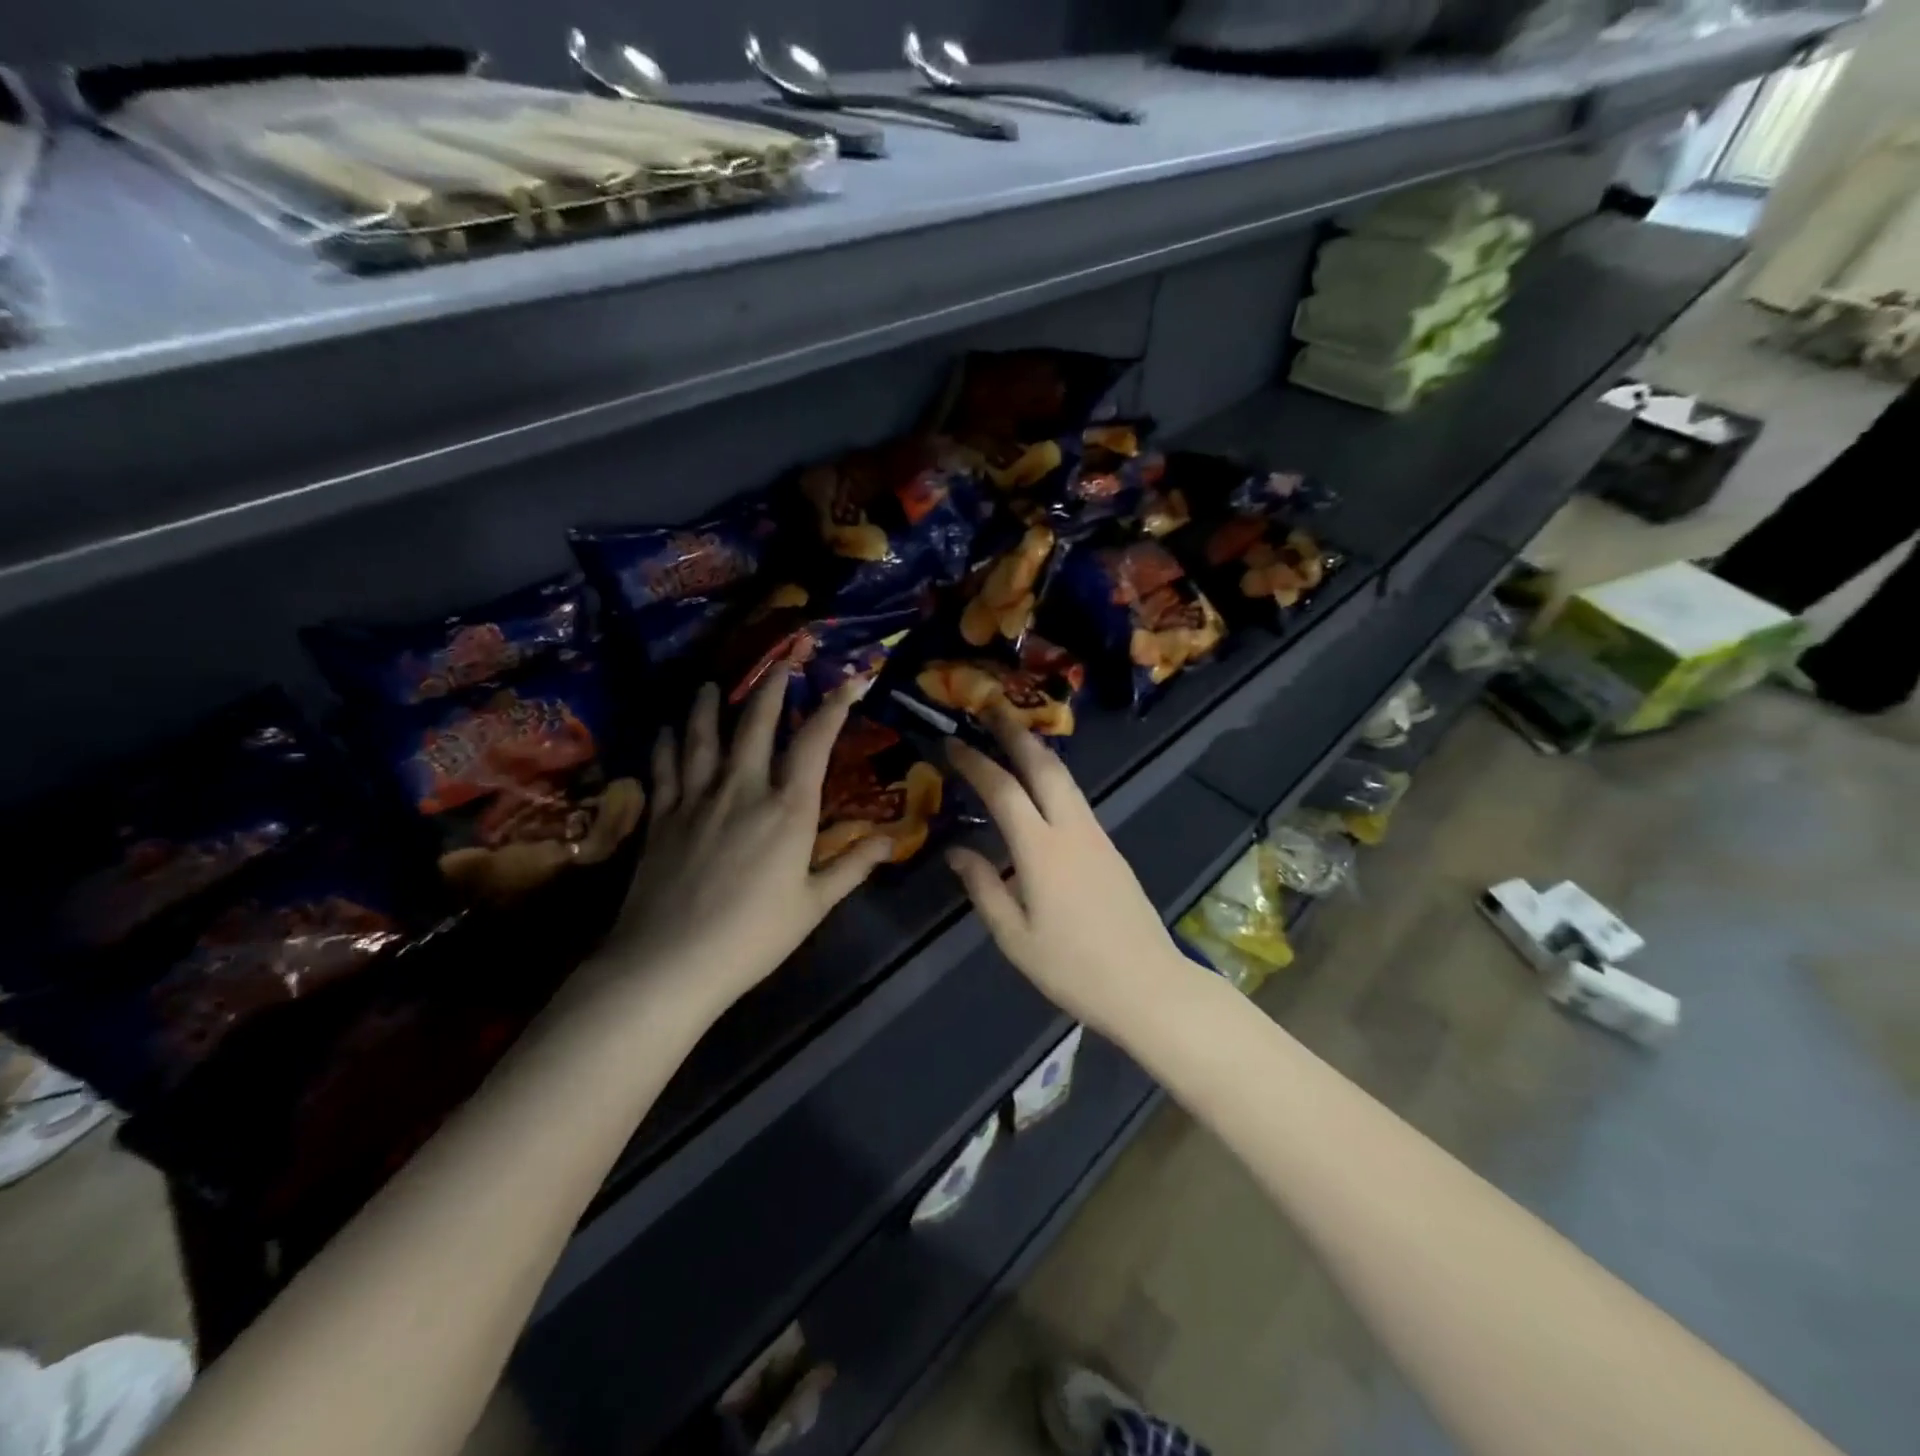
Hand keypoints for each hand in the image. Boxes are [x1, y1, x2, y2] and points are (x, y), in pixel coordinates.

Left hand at [603, 671, 892, 1021]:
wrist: (670, 962)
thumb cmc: (753, 937)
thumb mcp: (813, 905)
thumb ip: (852, 867)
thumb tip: (892, 840)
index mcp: (788, 809)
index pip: (815, 742)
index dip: (833, 707)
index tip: (848, 681)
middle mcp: (743, 789)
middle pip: (756, 723)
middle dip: (771, 688)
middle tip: (780, 663)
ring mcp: (696, 798)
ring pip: (703, 735)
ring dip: (709, 705)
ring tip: (711, 684)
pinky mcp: (662, 815)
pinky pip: (665, 766)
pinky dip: (667, 742)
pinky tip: (668, 728)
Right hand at [942, 710, 1192, 1039]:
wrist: (1147, 985)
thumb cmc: (1073, 968)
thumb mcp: (1015, 937)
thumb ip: (984, 888)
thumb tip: (958, 852)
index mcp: (1042, 851)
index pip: (1003, 791)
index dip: (975, 763)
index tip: (952, 742)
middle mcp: (1072, 831)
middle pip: (1044, 767)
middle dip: (1015, 733)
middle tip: (991, 706)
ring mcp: (1097, 836)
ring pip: (1065, 779)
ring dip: (1036, 751)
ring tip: (1011, 734)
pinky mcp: (1110, 849)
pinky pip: (1075, 799)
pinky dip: (1052, 778)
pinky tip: (1039, 784)